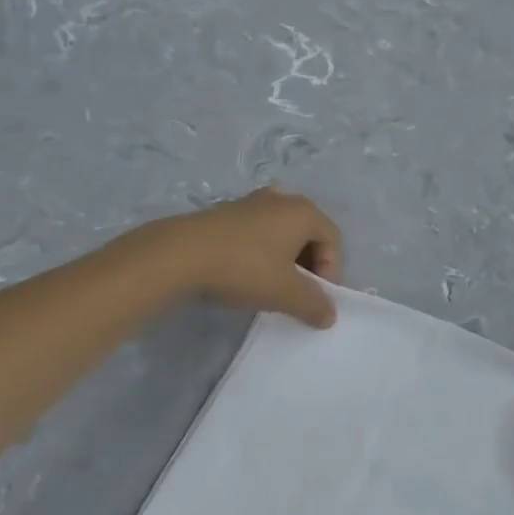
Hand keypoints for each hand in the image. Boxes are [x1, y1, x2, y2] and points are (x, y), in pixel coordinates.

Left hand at [154, 188, 341, 327]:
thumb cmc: (244, 268)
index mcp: (303, 211)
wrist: (180, 254)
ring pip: (281, 234)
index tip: (315, 298)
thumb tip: (329, 315)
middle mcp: (281, 199)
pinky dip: (260, 254)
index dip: (331, 272)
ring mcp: (251, 202)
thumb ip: (314, 304)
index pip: (333, 240)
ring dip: (283, 261)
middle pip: (308, 234)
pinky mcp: (226, 212)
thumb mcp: (286, 293)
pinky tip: (245, 276)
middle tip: (296, 294)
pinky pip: (257, 233)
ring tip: (270, 287)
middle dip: (308, 267)